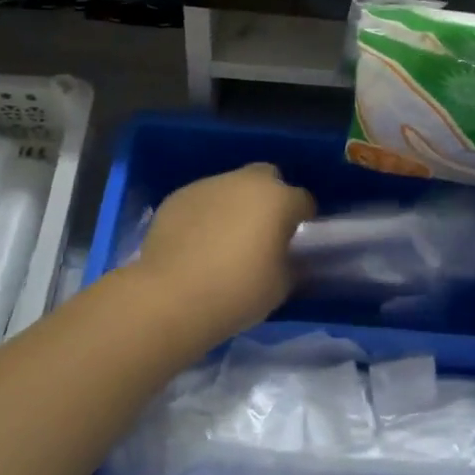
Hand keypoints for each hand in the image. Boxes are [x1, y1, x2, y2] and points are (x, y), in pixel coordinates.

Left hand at [128, 163, 316, 341]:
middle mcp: (245, 182)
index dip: (303, 219)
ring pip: (231, 186)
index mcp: (278, 200)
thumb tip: (287, 256)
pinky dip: (205, 214)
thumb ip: (290, 263)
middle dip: (269, 197)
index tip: (296, 240)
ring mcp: (208, 185)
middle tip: (262, 230)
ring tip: (224, 239)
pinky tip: (196, 243)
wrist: (170, 297)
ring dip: (235, 204)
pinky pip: (202, 200)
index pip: (303, 200)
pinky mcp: (178, 197)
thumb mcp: (281, 286)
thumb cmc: (237, 292)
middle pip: (267, 178)